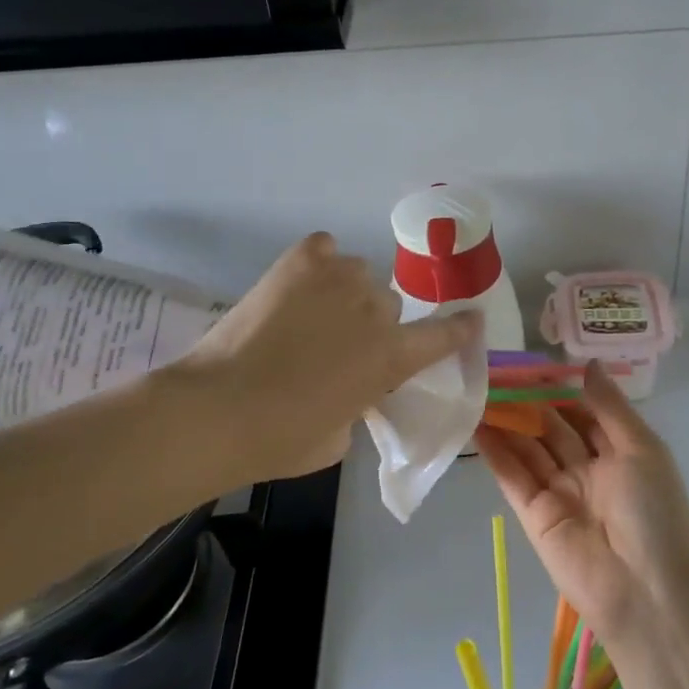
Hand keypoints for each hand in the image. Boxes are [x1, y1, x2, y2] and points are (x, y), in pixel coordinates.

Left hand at [181, 233, 479, 483]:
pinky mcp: (301, 261)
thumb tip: (350, 388)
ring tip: (312, 312)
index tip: (471, 317)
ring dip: (345, 293)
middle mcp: (376, 310)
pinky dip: (319, 262)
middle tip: (338, 345)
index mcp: (392, 356)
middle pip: (389, 305)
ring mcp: (340, 279)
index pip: (444, 335)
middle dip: (371, 324)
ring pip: (359, 274)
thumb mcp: (339, 438)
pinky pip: (325, 249)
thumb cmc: (280, 439)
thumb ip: (360, 404)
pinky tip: (300, 282)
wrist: (217, 409)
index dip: (460, 327)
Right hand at [476, 362, 688, 644]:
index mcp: (620, 453)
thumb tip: (588, 363)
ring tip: (479, 389)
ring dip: (507, 421)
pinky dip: (495, 451)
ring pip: (529, 447)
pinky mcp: (534, 514)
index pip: (585, 413)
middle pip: (553, 428)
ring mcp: (559, 492)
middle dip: (529, 401)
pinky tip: (476, 423)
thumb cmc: (653, 511)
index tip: (535, 363)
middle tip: (498, 371)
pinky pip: (513, 475)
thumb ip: (610, 406)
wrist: (644, 591)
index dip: (562, 389)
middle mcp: (588, 469)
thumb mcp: (642, 448)